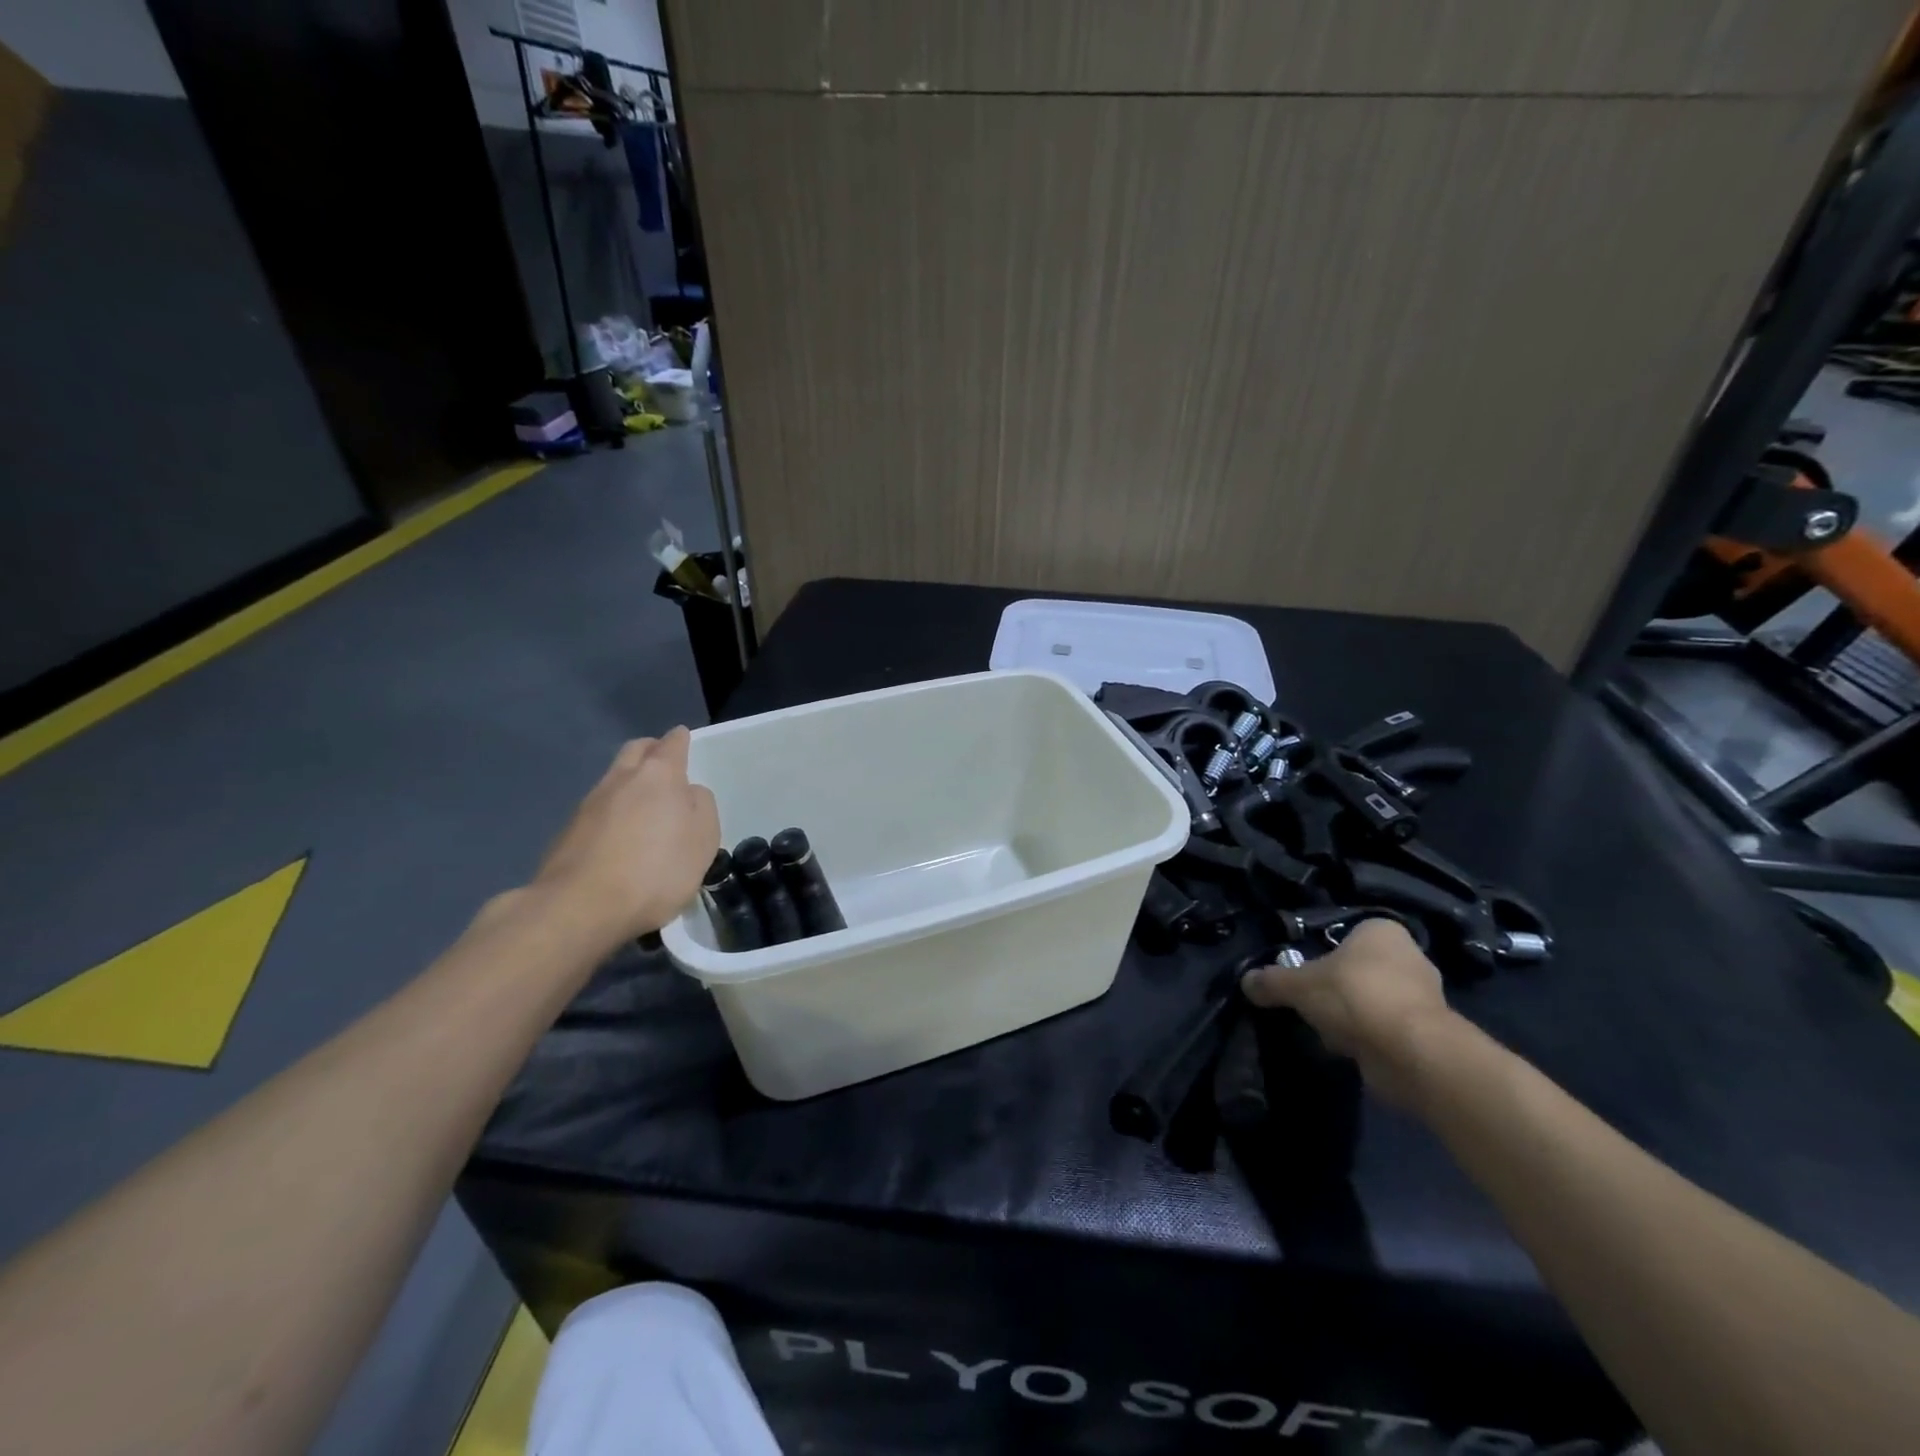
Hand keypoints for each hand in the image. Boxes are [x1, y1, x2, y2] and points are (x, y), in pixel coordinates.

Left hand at [532, 729, 720, 945]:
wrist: (581, 907)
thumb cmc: (656, 870)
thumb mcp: (703, 840)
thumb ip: (702, 807)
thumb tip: (689, 793)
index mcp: (659, 775)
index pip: (672, 744)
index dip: (680, 740)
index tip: (684, 738)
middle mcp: (621, 779)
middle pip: (635, 750)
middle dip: (650, 750)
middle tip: (664, 763)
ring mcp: (589, 804)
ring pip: (614, 779)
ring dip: (629, 783)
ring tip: (644, 806)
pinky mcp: (568, 832)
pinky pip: (598, 810)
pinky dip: (612, 812)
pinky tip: (620, 837)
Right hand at [1241, 918, 1455, 1107]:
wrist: (1412, 1053)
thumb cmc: (1355, 996)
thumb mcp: (1298, 985)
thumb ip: (1271, 981)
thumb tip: (1246, 981)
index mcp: (1382, 931)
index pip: (1346, 934)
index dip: (1323, 954)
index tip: (1305, 973)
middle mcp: (1409, 957)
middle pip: (1358, 969)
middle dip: (1336, 988)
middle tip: (1311, 1002)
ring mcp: (1424, 996)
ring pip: (1371, 1000)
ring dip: (1351, 1016)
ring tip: (1326, 1030)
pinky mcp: (1428, 1033)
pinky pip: (1385, 1029)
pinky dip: (1367, 1038)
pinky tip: (1348, 1049)